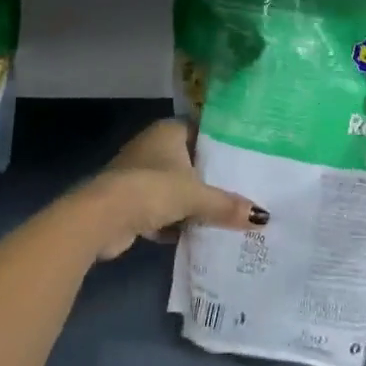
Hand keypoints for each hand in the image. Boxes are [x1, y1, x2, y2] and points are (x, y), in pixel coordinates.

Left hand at [72, 119, 262, 260]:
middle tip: (243, 190)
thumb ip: (227, 205)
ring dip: (192, 203)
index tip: (247, 158)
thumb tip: (262, 218)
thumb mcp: (196, 197)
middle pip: (190, 161)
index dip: (224, 144)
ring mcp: (139, 174)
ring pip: (175, 187)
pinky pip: (161, 209)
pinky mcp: (130, 201)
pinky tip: (196, 234)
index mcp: (168, 131)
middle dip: (211, 178)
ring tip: (226, 214)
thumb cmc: (152, 189)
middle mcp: (152, 146)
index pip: (203, 131)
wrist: (102, 217)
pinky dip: (175, 221)